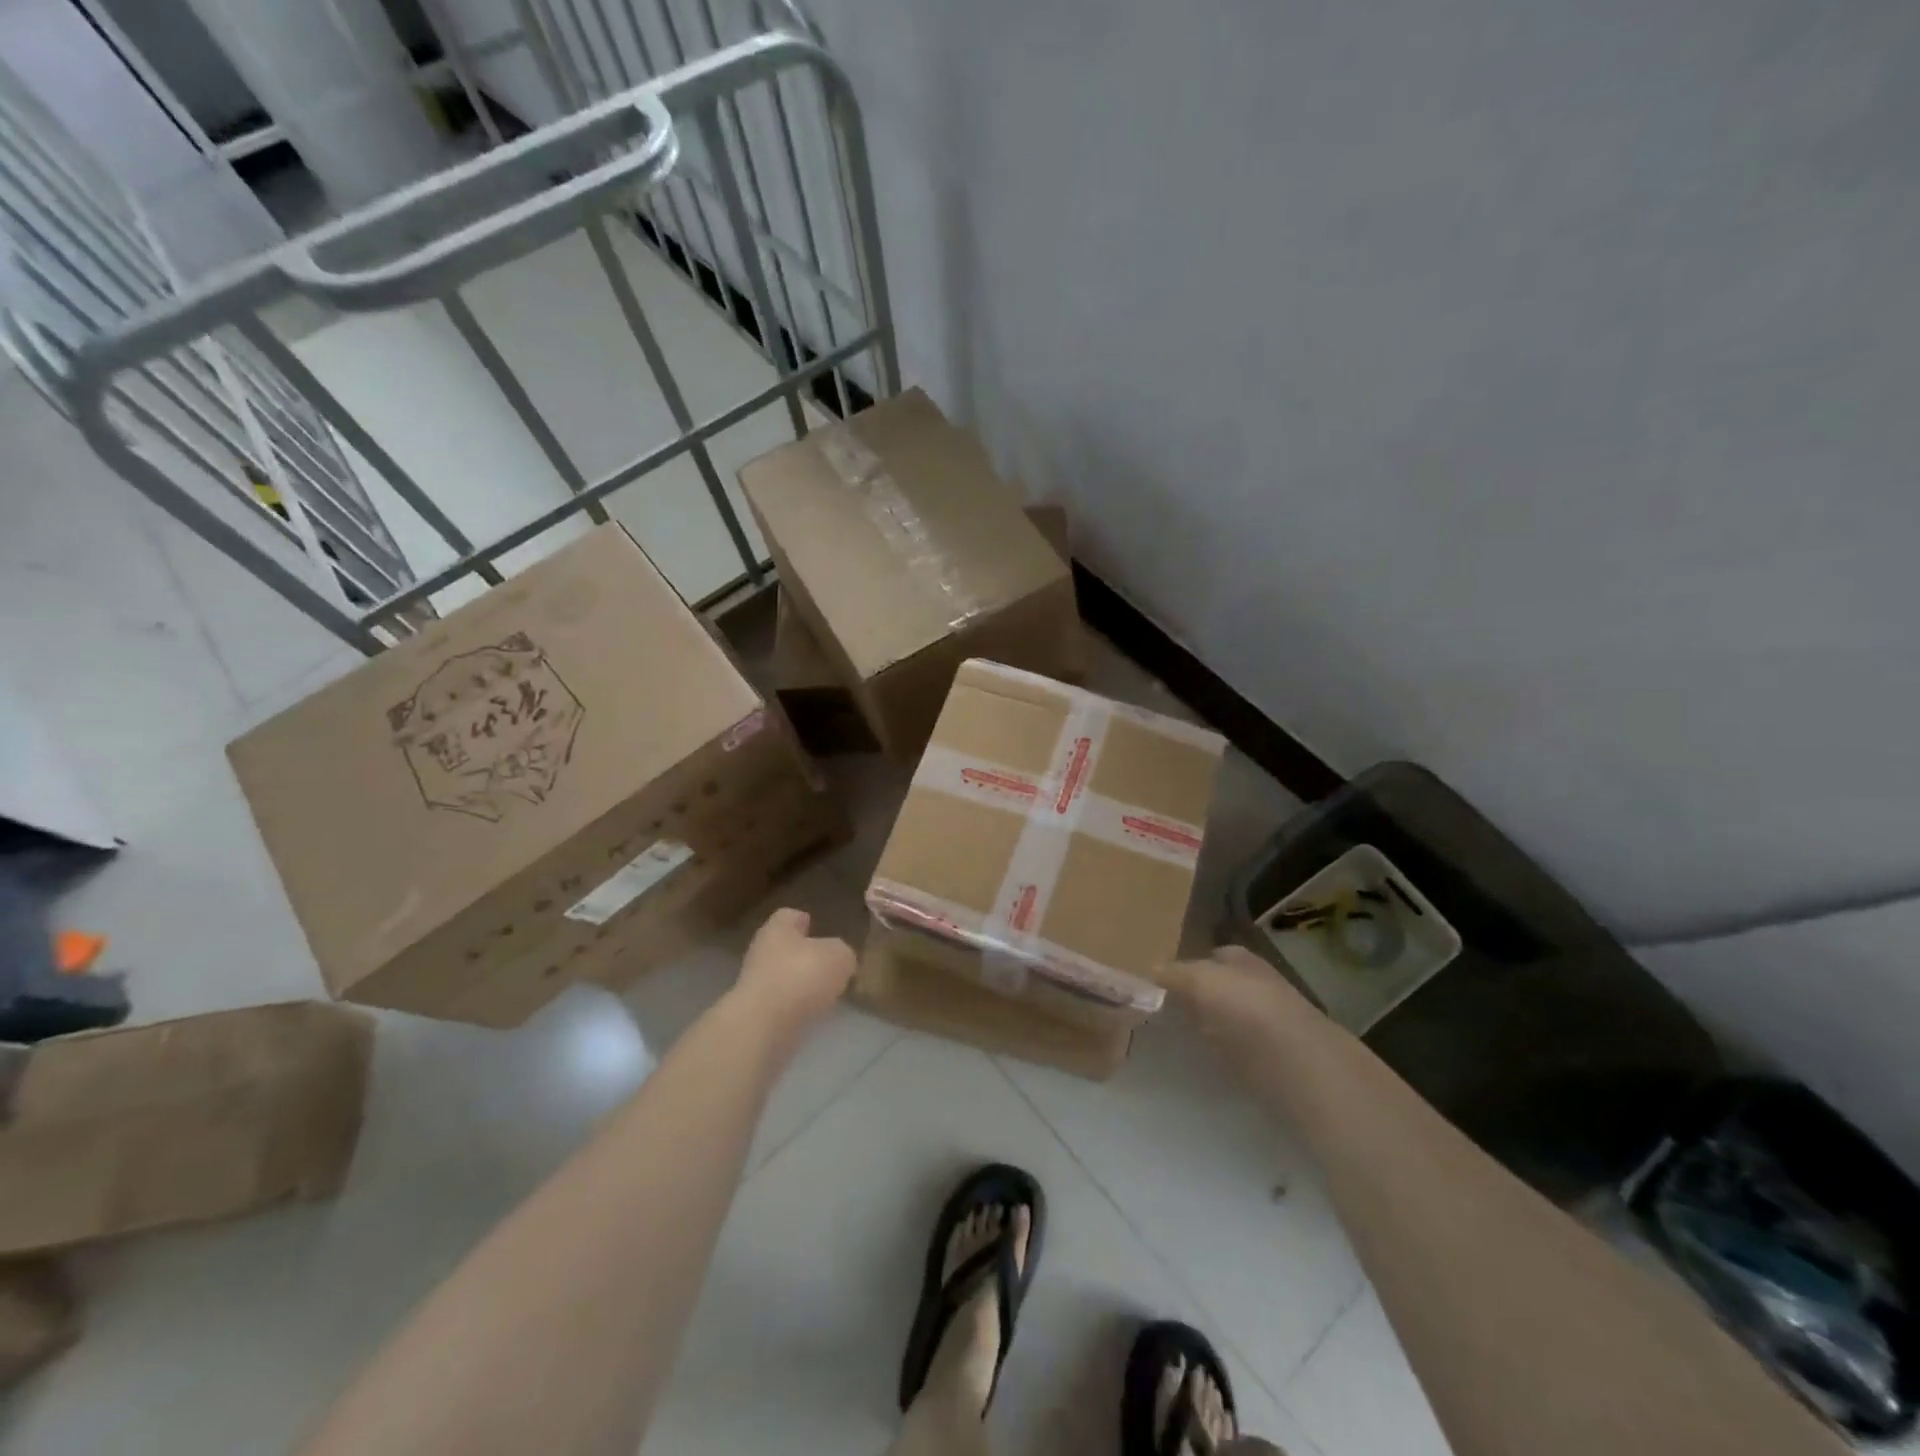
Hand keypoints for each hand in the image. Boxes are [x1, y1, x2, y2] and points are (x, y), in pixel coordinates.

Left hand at [733, 907, 855, 1038]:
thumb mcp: (839, 956)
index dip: (803, 919)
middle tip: (829, 964)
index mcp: (777, 929)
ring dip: (801, 984)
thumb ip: (843, 953)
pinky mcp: (756, 1015)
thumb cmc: (801, 976)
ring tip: (826, 993)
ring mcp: (755, 985)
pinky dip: (796, 1008)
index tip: (816, 926)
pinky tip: (814, 1014)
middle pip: (785, 947)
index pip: (788, 915)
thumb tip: (841, 959)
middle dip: (805, 955)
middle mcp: (761, 952)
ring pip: (783, 977)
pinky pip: (781, 1005)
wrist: (764, 1027)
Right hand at [1163, 945, 1322, 1083]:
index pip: (1209, 956)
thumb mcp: (1201, 980)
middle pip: (1218, 986)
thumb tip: (1152, 971)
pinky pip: (1232, 1049)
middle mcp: (1254, 986)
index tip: (1158, 981)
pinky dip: (1217, 1050)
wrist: (1297, 1065)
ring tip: (1172, 1032)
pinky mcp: (1267, 1060)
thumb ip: (1174, 974)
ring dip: (1205, 1023)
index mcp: (1241, 960)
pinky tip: (1198, 1056)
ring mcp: (1263, 1024)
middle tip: (1159, 1006)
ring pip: (1224, 1018)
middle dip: (1195, 994)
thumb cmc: (1247, 1009)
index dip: (1186, 966)